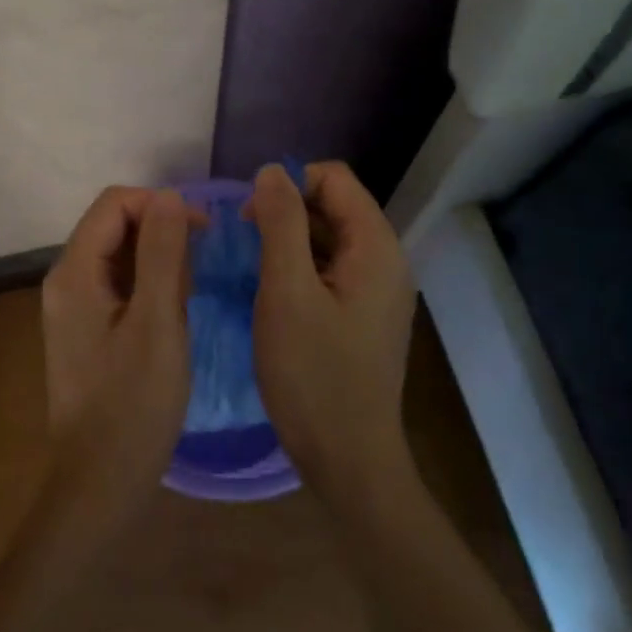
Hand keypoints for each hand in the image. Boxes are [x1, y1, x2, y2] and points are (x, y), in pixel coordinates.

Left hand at [39, 187, 194, 526]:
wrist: (100, 483)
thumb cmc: (133, 404)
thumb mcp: (157, 323)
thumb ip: (162, 254)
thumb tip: (168, 196)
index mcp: (73, 272)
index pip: (114, 204)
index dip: (160, 205)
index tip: (202, 231)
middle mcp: (65, 280)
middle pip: (113, 225)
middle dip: (160, 232)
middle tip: (200, 267)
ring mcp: (72, 306)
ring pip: (117, 255)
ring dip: (157, 259)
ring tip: (189, 293)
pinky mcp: (84, 329)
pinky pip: (117, 284)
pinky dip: (147, 284)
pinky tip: (172, 313)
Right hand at [246, 162, 415, 500]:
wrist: (349, 460)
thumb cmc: (313, 375)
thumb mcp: (286, 292)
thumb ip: (281, 224)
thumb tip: (272, 171)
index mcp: (376, 247)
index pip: (334, 178)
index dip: (289, 185)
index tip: (252, 219)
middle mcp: (385, 260)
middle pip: (333, 205)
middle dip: (287, 212)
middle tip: (246, 246)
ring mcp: (377, 290)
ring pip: (329, 239)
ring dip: (290, 242)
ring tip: (254, 271)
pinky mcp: (364, 315)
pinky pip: (331, 269)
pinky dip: (301, 269)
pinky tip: (274, 295)